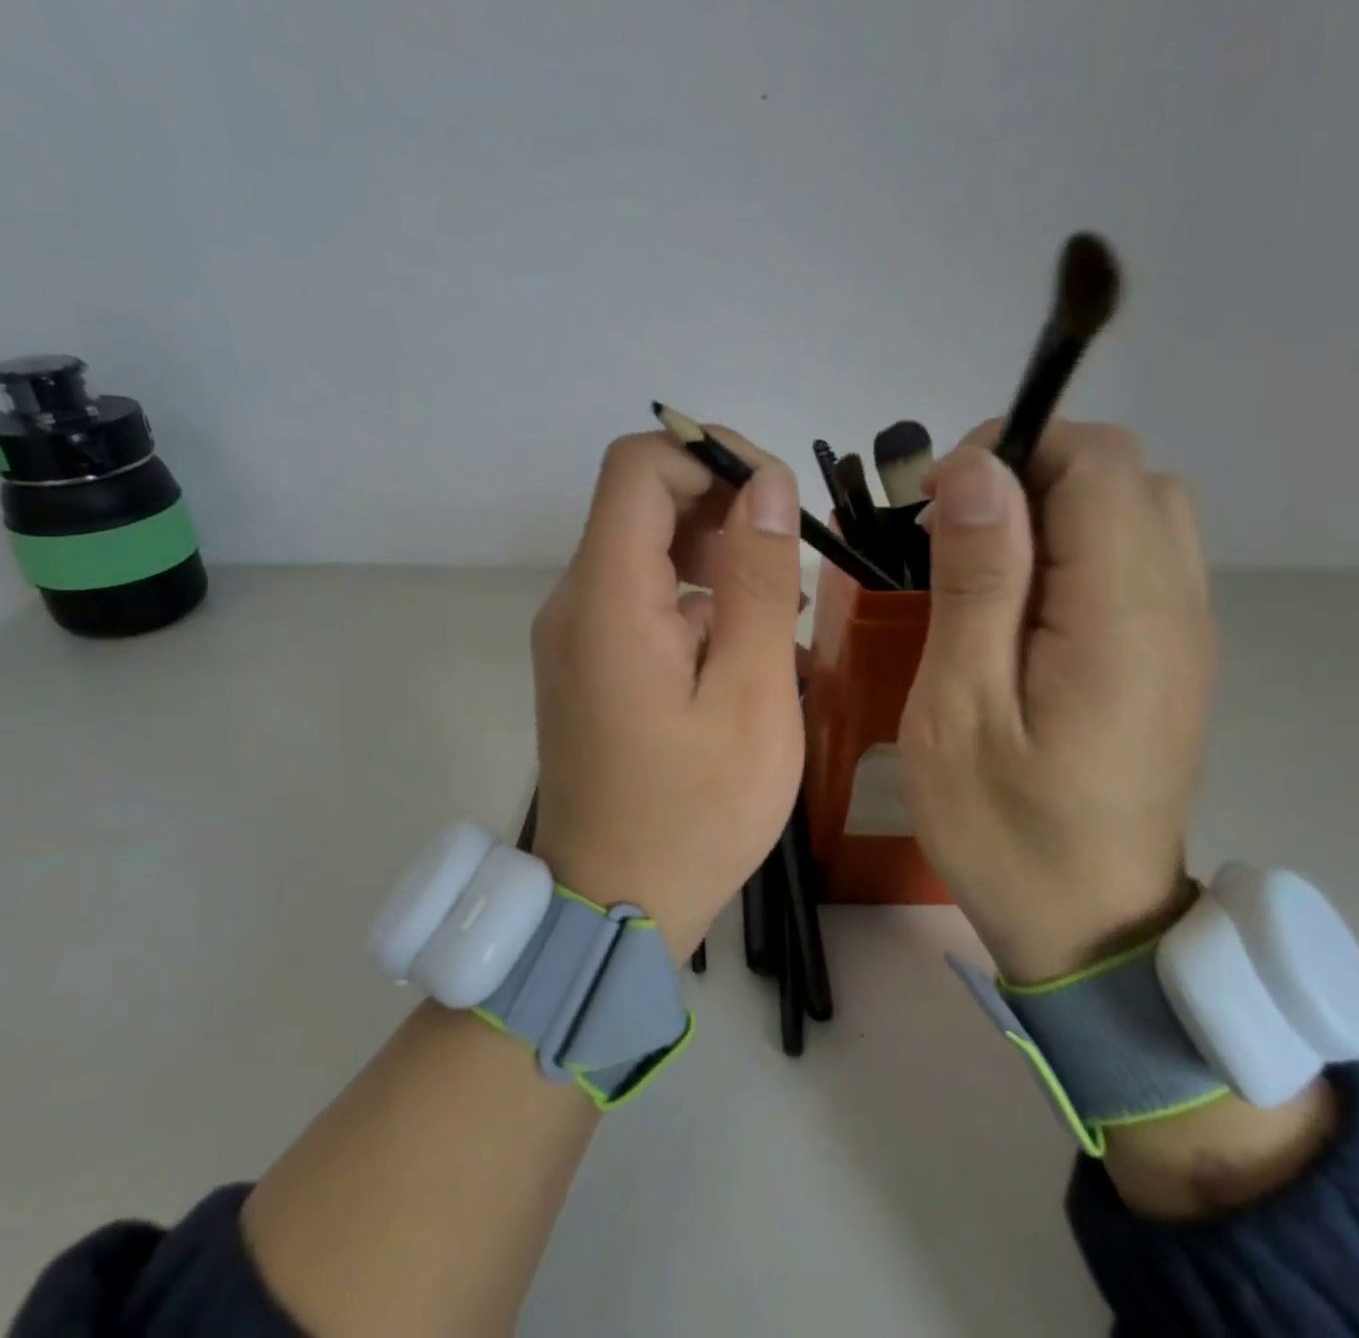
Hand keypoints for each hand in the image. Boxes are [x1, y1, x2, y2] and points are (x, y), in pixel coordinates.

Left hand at [529, 430, 805, 962]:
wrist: (614, 903)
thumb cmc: (695, 812)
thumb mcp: (750, 695)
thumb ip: (757, 580)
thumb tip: (766, 485)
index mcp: (607, 599)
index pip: (639, 465)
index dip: (710, 455)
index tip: (774, 494)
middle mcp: (573, 601)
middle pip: (639, 501)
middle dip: (721, 505)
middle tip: (787, 560)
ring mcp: (572, 633)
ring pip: (642, 548)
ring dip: (712, 553)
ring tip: (772, 609)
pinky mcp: (584, 661)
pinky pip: (637, 595)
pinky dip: (690, 595)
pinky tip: (735, 647)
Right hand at [899, 420, 1216, 983]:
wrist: (1091, 926)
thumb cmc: (1004, 827)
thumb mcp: (960, 709)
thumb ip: (976, 584)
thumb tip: (978, 472)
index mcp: (1121, 618)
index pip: (1097, 463)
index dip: (1012, 451)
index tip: (939, 502)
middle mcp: (1175, 607)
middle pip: (1125, 474)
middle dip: (1029, 474)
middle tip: (954, 536)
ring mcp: (1184, 632)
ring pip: (1137, 509)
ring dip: (1054, 510)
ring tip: (984, 568)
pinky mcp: (1171, 655)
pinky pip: (1138, 558)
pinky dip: (1076, 549)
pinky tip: (1024, 608)